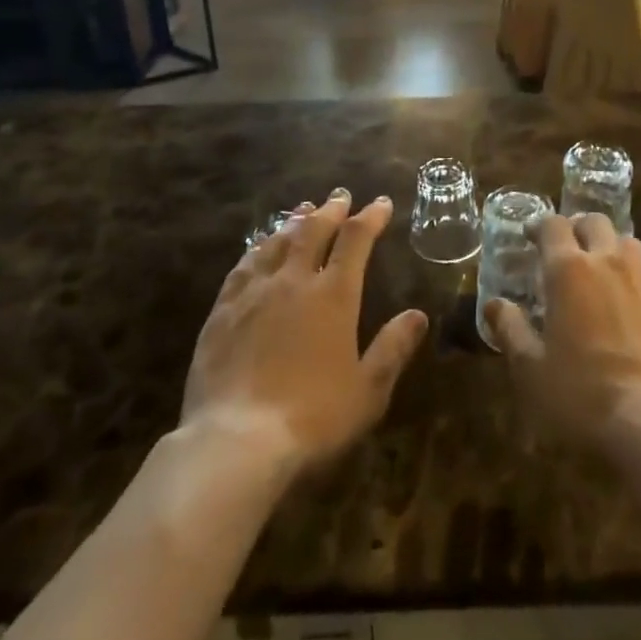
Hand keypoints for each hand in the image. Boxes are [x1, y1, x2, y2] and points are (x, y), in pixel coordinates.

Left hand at [180, 191, 427, 473]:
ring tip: (303, 210)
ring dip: (294, 222)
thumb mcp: (367, 391)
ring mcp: (254, 293)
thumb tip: (417, 315)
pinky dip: (257, 248)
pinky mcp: (222, 311)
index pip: (356, 240)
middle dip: (331, 210)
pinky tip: (258, 247)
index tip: (382, 203)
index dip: (371, 217)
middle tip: (340, 196)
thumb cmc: (312, 418)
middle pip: (314, 230)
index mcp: (334, 295)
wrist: (235, 443)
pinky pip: (242, 266)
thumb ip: (393, 348)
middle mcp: (294, 281)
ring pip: (277, 242)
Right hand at [485, 212, 640, 451]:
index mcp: (569, 270)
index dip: (539, 226)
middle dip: (578, 229)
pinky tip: (636, 308)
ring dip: (611, 249)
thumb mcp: (533, 371)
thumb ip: (511, 331)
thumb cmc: (586, 396)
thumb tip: (495, 305)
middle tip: (568, 251)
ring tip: (604, 275)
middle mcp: (610, 261)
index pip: (552, 226)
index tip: (530, 237)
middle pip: (594, 222)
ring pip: (628, 243)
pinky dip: (639, 280)